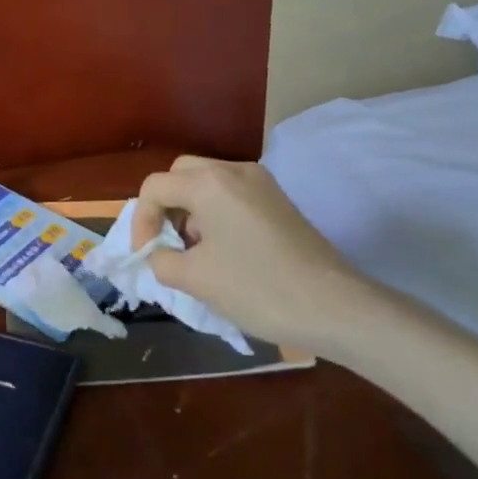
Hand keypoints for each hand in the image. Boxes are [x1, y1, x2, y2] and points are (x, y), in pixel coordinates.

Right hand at [131, 156, 361, 352]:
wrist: (336, 308)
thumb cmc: (258, 289)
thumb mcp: (195, 279)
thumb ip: (162, 260)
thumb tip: (160, 254)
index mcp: (209, 183)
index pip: (155, 186)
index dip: (141, 220)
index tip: (146, 254)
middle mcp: (234, 170)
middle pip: (181, 174)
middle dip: (165, 206)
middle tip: (167, 242)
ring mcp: (261, 183)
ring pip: (208, 182)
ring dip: (190, 209)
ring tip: (195, 251)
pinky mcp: (279, 200)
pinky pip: (232, 194)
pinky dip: (215, 212)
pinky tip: (224, 250)